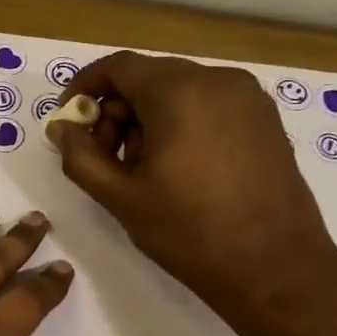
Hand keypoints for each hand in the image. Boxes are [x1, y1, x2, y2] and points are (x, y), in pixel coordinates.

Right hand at [50, 52, 336, 314]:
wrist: (276, 268)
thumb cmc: (189, 231)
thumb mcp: (120, 197)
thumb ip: (81, 156)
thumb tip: (61, 128)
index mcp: (180, 91)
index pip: (118, 67)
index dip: (84, 88)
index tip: (69, 122)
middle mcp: (218, 80)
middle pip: (148, 78)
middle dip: (116, 112)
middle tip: (105, 158)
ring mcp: (248, 98)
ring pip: (178, 91)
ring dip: (147, 120)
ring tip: (142, 170)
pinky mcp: (265, 120)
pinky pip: (208, 105)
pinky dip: (180, 124)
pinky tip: (178, 169)